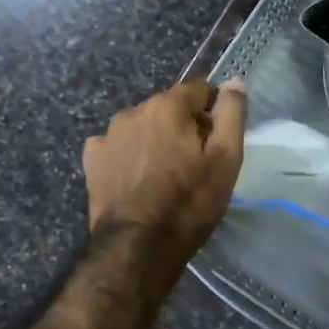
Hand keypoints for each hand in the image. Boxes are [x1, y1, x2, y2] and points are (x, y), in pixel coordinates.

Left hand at [84, 79, 247, 260]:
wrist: (137, 247)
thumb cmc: (189, 203)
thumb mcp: (226, 160)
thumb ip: (232, 115)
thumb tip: (235, 81)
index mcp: (168, 107)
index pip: (198, 88)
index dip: (213, 108)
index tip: (219, 136)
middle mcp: (134, 111)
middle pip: (169, 107)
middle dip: (184, 125)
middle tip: (196, 161)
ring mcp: (108, 135)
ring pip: (143, 125)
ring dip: (156, 138)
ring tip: (165, 172)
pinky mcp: (92, 159)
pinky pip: (117, 145)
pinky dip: (129, 153)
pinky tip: (137, 177)